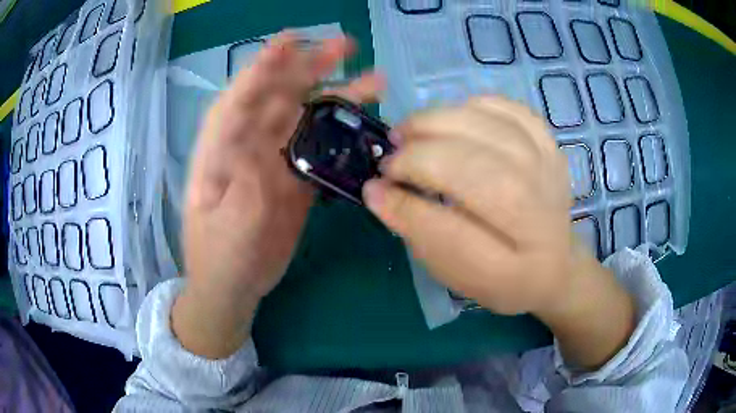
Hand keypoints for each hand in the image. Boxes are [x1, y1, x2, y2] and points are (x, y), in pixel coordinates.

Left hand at [173, 32, 384, 357]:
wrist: (235, 287)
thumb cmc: (218, 259)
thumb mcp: (227, 227)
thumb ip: (244, 187)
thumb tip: (263, 147)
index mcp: (220, 150)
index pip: (241, 98)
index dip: (264, 68)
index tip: (289, 41)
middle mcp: (248, 145)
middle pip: (279, 96)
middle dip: (309, 67)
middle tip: (344, 47)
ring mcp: (276, 159)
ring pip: (307, 117)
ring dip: (338, 96)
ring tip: (373, 81)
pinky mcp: (297, 178)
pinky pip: (322, 147)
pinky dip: (343, 133)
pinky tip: (367, 123)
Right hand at [364, 97, 633, 368]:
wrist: (556, 263)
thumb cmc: (502, 276)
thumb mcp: (456, 274)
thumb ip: (417, 233)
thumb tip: (377, 192)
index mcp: (513, 265)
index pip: (451, 232)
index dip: (405, 206)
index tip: (375, 189)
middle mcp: (538, 213)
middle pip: (473, 169)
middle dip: (419, 157)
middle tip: (391, 160)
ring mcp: (548, 169)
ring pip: (487, 128)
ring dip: (437, 123)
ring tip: (411, 133)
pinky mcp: (549, 144)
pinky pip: (507, 108)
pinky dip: (472, 106)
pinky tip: (452, 120)